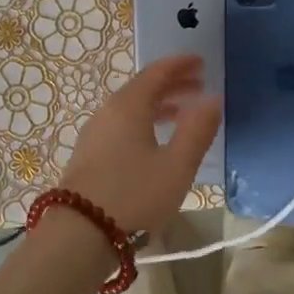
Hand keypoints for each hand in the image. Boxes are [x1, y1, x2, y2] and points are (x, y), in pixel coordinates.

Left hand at [62, 54, 220, 233]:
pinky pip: (122, 124)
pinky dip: (144, 120)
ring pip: (131, 107)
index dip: (180, 65)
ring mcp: (95, 133)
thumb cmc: (135, 194)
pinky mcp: (90, 154)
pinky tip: (155, 140)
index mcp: (129, 106)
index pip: (156, 72)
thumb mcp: (177, 165)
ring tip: (183, 113)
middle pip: (143, 88)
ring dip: (159, 105)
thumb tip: (213, 99)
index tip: (201, 62)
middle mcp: (109, 111)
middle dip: (172, 84)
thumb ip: (197, 130)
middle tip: (199, 86)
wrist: (80, 231)